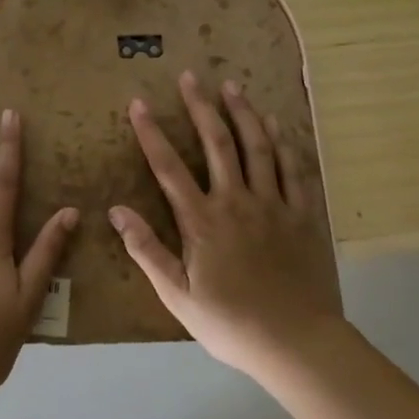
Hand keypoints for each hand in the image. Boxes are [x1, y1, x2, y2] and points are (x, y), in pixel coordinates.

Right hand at [109, 71, 343, 378]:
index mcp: (203, 221)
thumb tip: (116, 210)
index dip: (152, 133)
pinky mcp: (301, 214)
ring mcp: (273, 204)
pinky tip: (276, 123)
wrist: (297, 342)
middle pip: (217, 143)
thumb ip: (147, 250)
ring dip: (242, 113)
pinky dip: (283, 142)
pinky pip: (293, 169)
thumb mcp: (178, 295)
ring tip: (232, 85)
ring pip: (257, 147)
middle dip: (200, 107)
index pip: (169, 167)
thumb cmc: (230, 323)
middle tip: (190, 76)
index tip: (139, 103)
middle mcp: (237, 201)